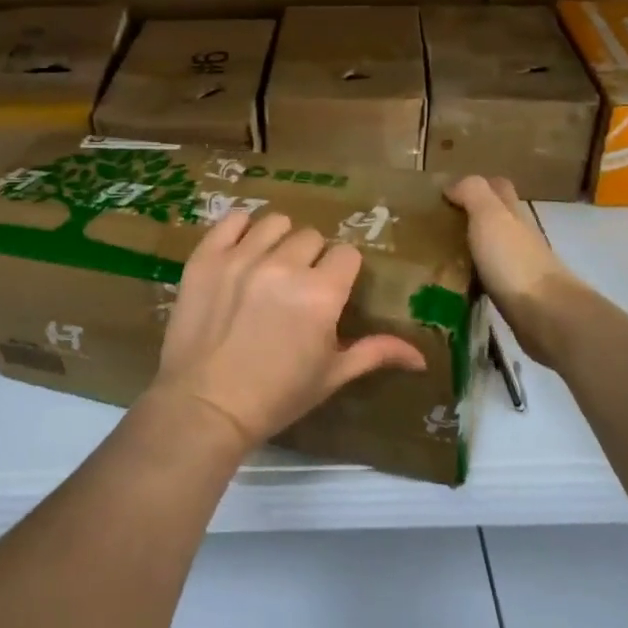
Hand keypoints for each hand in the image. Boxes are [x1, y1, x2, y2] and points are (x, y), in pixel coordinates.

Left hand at [152, 210, 427, 448]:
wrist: (205, 406)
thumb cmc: (275, 396)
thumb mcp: (331, 376)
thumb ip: (375, 353)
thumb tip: (422, 358)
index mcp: (321, 294)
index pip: (346, 255)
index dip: (341, 272)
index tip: (330, 290)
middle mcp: (284, 266)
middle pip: (311, 237)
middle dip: (311, 258)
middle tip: (297, 287)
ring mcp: (241, 257)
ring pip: (274, 224)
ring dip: (279, 241)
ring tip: (269, 267)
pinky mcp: (206, 257)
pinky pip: (232, 221)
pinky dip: (241, 230)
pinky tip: (242, 250)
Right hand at [445, 175, 591, 365]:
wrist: (546, 315)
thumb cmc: (514, 261)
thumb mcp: (490, 217)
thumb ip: (473, 193)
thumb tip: (452, 185)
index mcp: (514, 214)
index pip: (499, 188)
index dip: (477, 185)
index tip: (447, 194)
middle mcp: (520, 237)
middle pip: (498, 218)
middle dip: (472, 216)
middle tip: (437, 224)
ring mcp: (520, 268)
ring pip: (493, 248)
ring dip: (472, 247)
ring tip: (438, 253)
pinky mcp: (516, 297)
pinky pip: (491, 278)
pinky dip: (475, 275)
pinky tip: (455, 282)